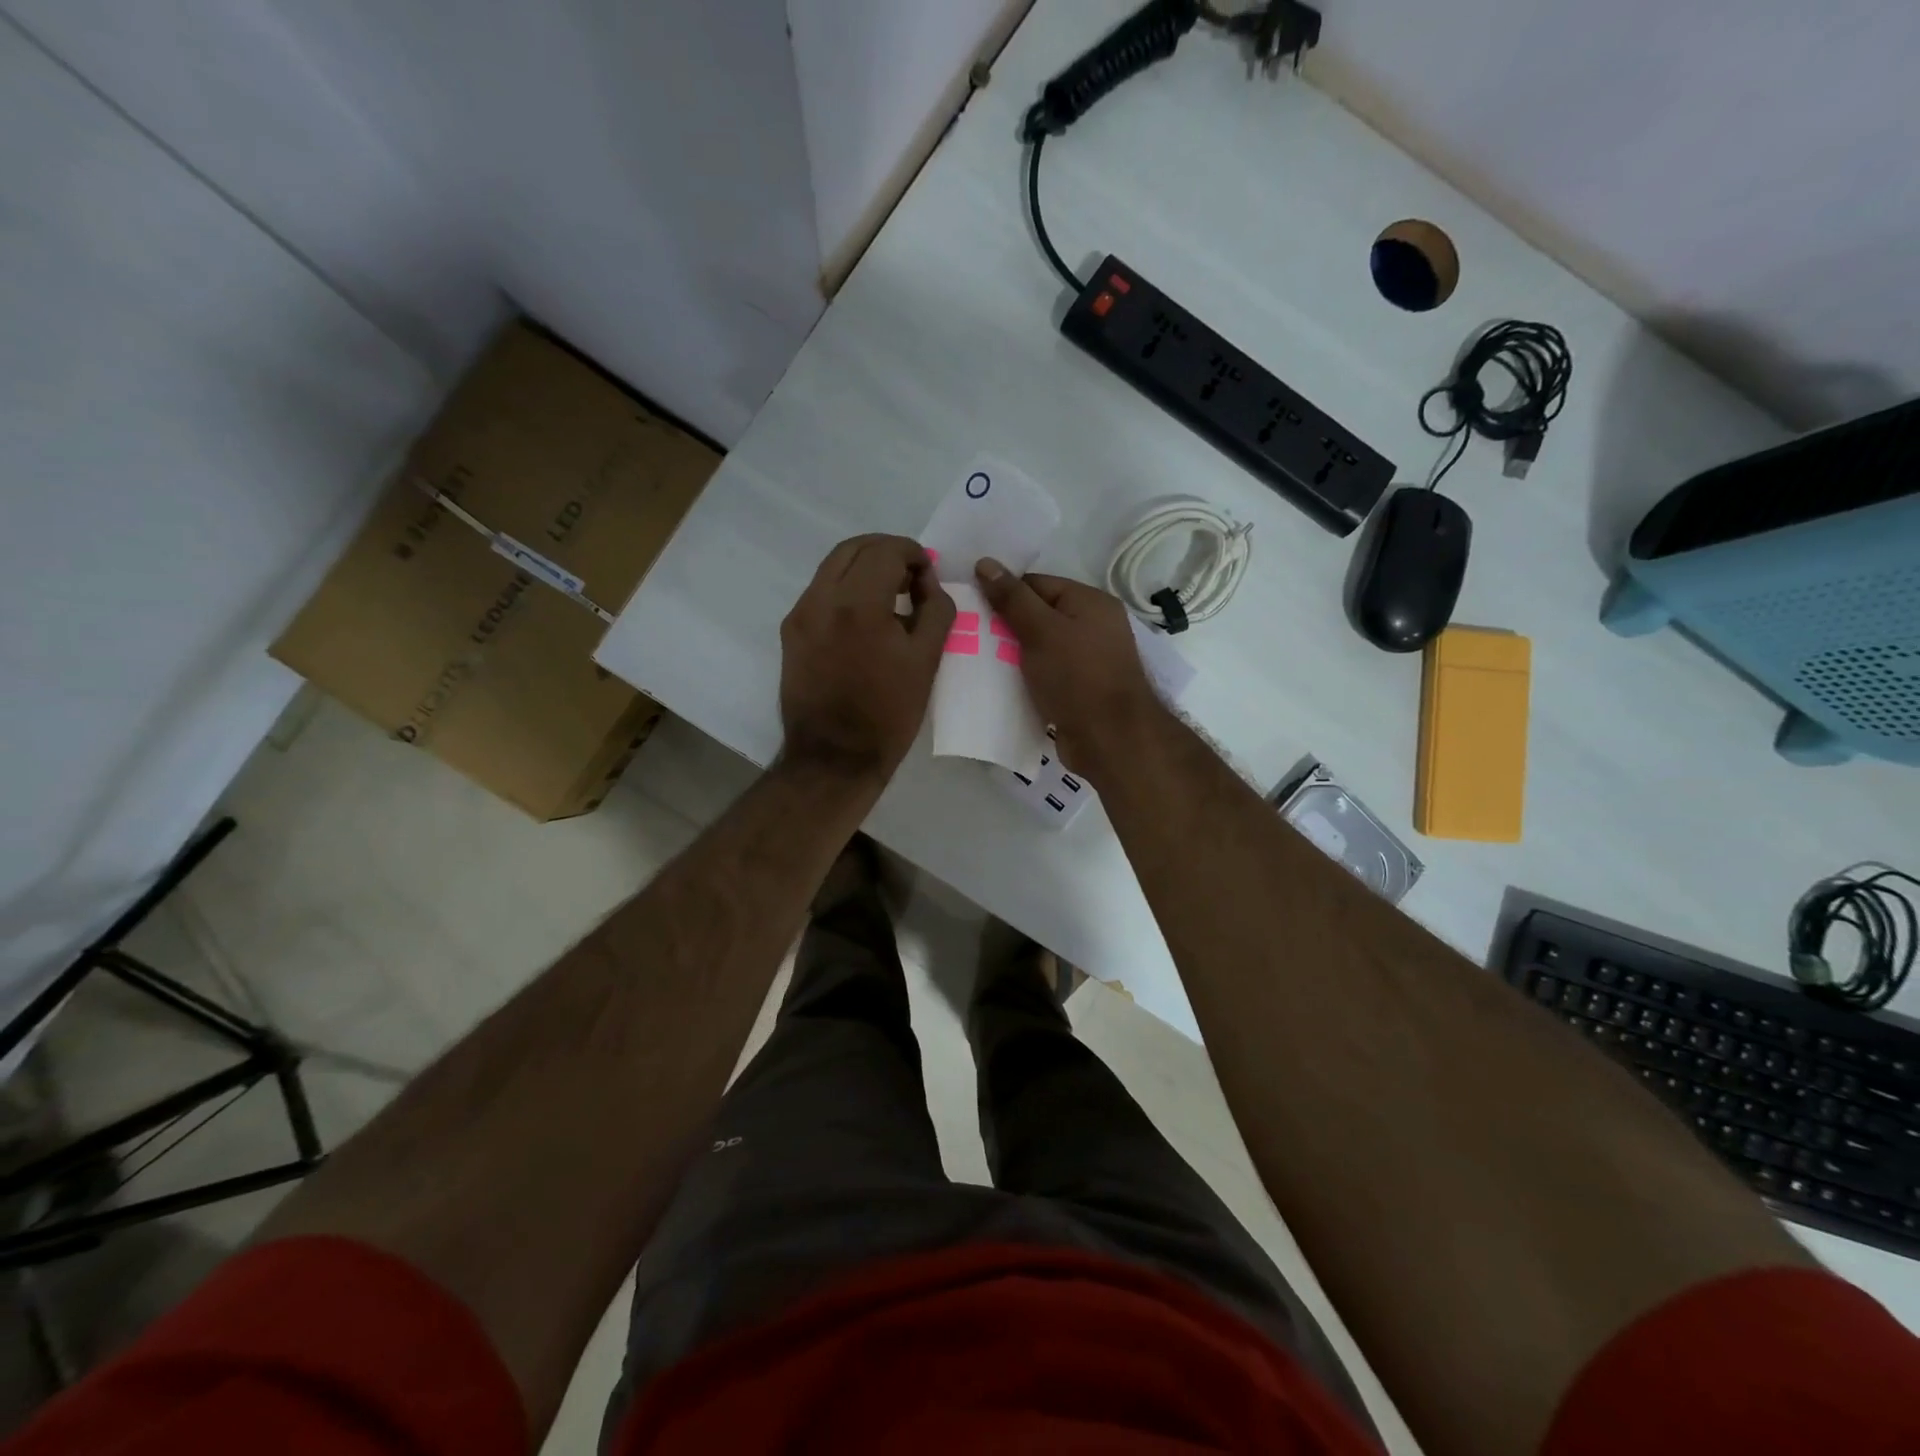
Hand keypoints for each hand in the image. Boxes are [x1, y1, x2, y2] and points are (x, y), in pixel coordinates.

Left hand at [779, 535, 954, 780]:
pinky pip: (820, 592)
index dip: (914, 554)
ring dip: (864, 567)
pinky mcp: (791, 632)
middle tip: (912, 578)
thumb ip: (935, 609)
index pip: (886, 550)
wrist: (833, 758)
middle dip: (887, 552)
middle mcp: (820, 598)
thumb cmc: (887, 714)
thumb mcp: (926, 661)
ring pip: (833, 566)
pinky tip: (866, 619)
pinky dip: (846, 589)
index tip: (928, 576)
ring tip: (891, 596)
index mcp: (858, 604)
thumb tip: (927, 583)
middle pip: (854, 548)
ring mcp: (800, 614)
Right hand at [974, 557, 1161, 777]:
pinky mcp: (1081, 689)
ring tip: (979, 661)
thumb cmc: (1077, 677)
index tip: (973, 610)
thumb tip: (985, 562)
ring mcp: (1089, 660)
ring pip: (1041, 647)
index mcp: (1090, 602)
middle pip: (1039, 615)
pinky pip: (1047, 674)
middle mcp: (1094, 626)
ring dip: (1014, 655)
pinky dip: (1027, 677)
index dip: (1005, 594)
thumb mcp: (1040, 631)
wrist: (1110, 740)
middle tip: (971, 637)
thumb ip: (1012, 598)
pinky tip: (1001, 685)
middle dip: (1006, 627)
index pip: (1036, 584)